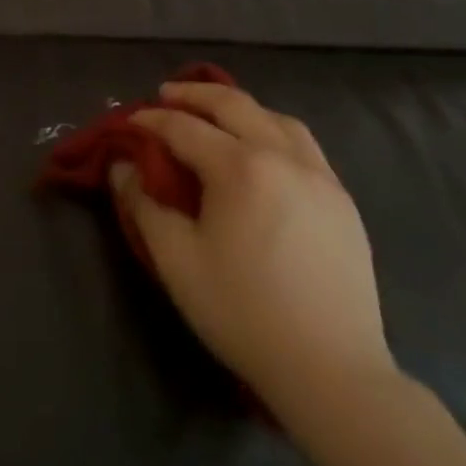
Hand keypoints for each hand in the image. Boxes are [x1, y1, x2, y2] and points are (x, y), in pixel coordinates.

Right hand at [112, 81, 392, 425]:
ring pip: (276, 118)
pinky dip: (274, 130)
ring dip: (240, 108)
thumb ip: (143, 205)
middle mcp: (283, 157)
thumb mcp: (176, 260)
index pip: (184, 128)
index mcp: (240, 168)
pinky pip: (305, 145)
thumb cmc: (243, 312)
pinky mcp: (342, 200)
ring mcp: (320, 176)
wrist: (331, 370)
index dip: (152, 120)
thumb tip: (122, 167)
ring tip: (216, 115)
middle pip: (234, 105)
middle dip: (195, 95)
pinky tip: (264, 151)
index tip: (130, 121)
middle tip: (166, 95)